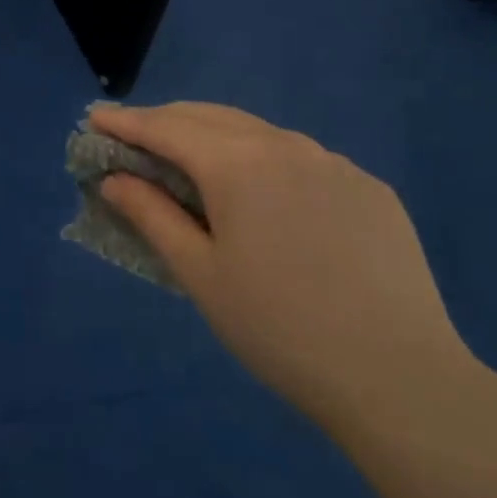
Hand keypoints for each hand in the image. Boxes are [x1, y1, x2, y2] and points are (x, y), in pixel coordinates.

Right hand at [91, 102, 474, 435]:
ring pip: (257, 131)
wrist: (401, 380)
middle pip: (209, 117)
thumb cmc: (279, 328)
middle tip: (134, 138)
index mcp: (238, 163)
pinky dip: (263, 159)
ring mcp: (335, 163)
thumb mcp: (199, 273)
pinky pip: (301, 158)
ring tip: (192, 160)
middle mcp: (286, 146)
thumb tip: (114, 179)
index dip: (126, 122)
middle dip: (166, 121)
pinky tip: (263, 194)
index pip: (166, 128)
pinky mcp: (369, 188)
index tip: (95, 118)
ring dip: (214, 136)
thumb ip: (151, 215)